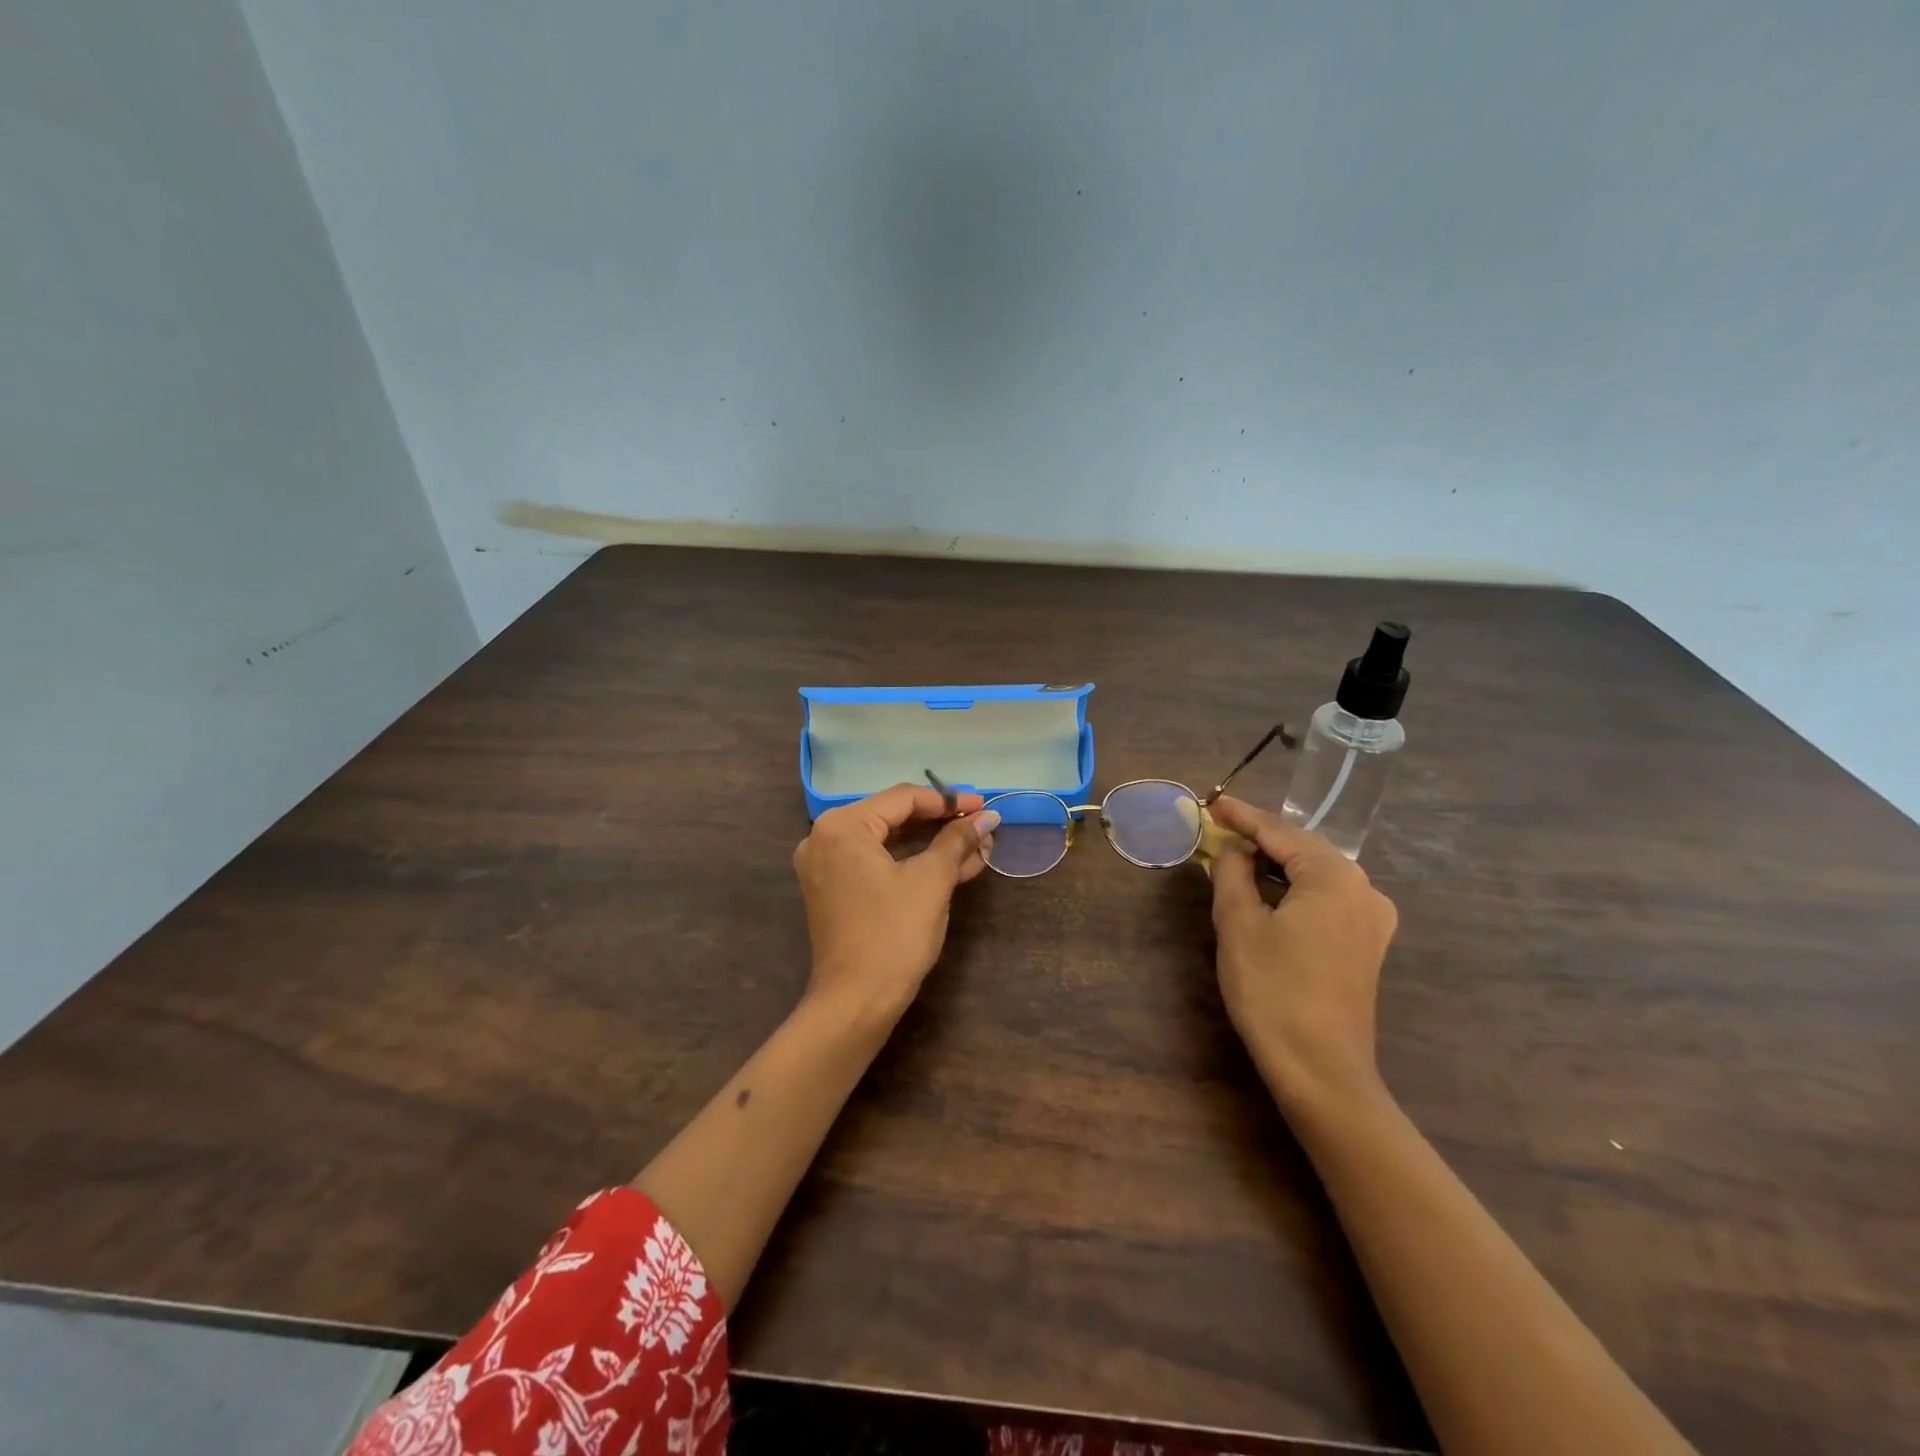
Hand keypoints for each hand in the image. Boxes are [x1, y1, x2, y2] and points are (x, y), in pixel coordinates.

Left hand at [792, 784, 1000, 1024]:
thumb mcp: (931, 881)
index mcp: (842, 826)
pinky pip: (877, 864)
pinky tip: (953, 866)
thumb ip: (958, 840)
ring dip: (932, 846)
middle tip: (982, 827)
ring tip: (977, 848)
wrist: (855, 1003)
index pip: (902, 798)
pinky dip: (912, 864)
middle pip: (894, 818)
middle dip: (942, 824)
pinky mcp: (834, 891)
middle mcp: (825, 838)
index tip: (983, 806)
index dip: (948, 801)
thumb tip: (987, 817)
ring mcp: (826, 866)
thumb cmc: (893, 934)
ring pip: (888, 843)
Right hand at [1206, 796, 1398, 1108]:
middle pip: (1304, 848)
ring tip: (1240, 857)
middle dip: (1262, 837)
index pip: (1280, 832)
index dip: (1242, 816)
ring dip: (1278, 863)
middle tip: (1222, 827)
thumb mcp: (1238, 924)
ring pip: (1317, 874)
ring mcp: (1372, 919)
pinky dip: (1296, 888)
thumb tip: (1232, 851)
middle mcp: (1363, 888)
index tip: (1212, 801)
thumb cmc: (1273, 990)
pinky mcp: (1368, 945)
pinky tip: (1272, 893)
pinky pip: (1328, 898)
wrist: (1321, 1069)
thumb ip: (1232, 874)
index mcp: (1334, 876)